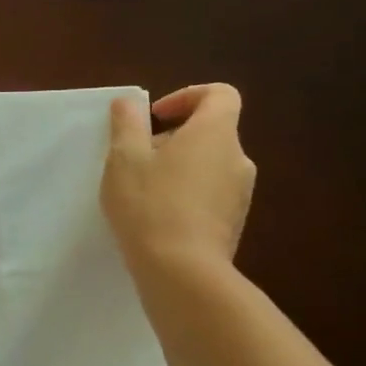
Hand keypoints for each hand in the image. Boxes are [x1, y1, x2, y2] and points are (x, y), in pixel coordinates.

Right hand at [102, 84, 255, 281]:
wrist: (181, 270)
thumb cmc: (149, 204)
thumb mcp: (124, 158)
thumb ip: (127, 124)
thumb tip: (128, 103)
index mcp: (215, 134)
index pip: (220, 95)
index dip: (187, 96)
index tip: (155, 117)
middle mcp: (237, 158)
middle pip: (211, 131)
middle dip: (173, 137)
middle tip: (138, 157)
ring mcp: (241, 193)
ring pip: (209, 164)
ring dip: (179, 167)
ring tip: (143, 190)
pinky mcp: (234, 222)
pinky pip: (211, 193)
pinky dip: (187, 193)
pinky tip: (157, 216)